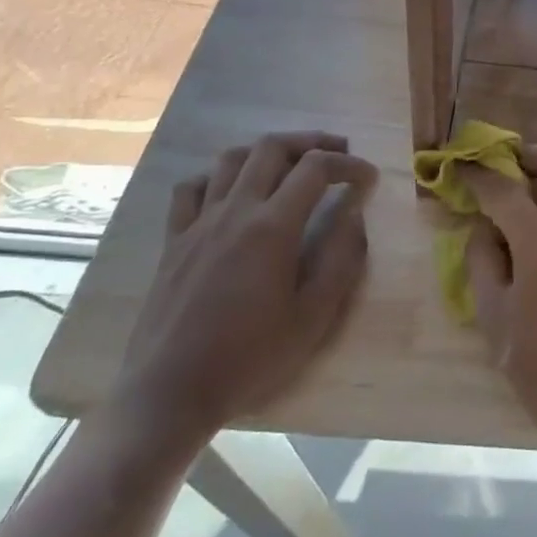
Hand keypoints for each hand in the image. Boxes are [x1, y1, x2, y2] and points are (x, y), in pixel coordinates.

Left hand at [114, 132, 377, 442]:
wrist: (169, 395)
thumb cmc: (249, 359)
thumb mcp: (313, 318)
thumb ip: (341, 261)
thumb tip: (354, 217)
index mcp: (272, 227)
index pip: (316, 168)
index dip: (348, 164)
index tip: (367, 177)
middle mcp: (234, 211)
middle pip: (272, 147)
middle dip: (310, 141)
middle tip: (336, 153)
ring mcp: (198, 223)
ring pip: (231, 159)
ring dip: (266, 152)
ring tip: (289, 165)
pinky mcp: (173, 241)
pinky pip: (191, 188)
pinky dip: (216, 177)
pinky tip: (231, 192)